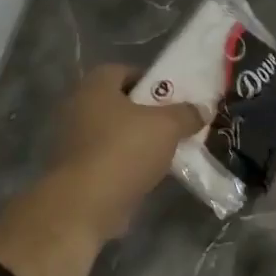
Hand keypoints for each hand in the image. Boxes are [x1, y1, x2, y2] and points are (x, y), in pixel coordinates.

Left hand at [48, 63, 202, 240]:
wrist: (85, 204)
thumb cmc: (124, 151)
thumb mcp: (167, 126)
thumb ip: (186, 114)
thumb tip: (203, 109)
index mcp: (95, 86)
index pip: (123, 70)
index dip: (149, 80)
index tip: (172, 96)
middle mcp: (78, 107)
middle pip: (118, 103)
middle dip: (146, 113)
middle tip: (173, 123)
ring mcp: (72, 141)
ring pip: (113, 133)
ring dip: (136, 140)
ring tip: (166, 151)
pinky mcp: (75, 171)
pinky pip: (107, 159)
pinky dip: (125, 164)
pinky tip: (148, 175)